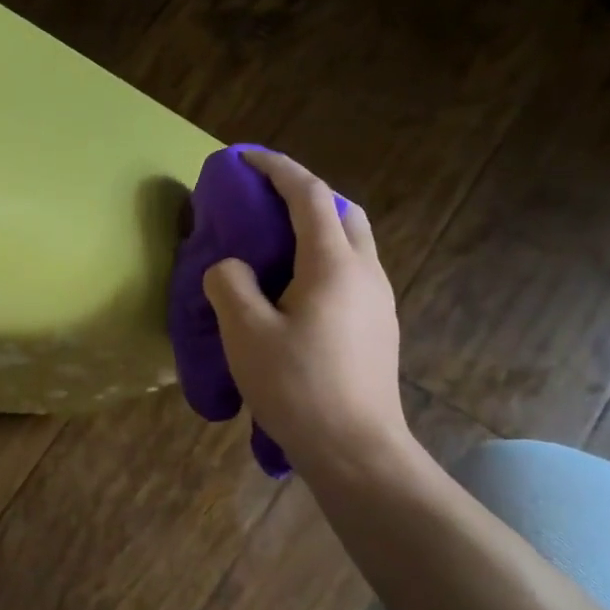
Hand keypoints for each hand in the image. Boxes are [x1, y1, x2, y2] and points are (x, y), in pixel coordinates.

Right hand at [201, 152, 415, 483]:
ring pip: (352, 243)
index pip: (309, 195)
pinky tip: (295, 293)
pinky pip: (352, 273)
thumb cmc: (297, 387)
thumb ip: (230, 284)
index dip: (276, 169)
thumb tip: (231, 269)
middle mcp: (365, 272)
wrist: (356, 450)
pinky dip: (323, 261)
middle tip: (265, 206)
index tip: (245, 158)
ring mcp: (379, 300)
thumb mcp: (245, 333)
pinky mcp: (379, 326)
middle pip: (342, 211)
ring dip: (317, 229)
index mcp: (334, 264)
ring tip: (275, 250)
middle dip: (304, 195)